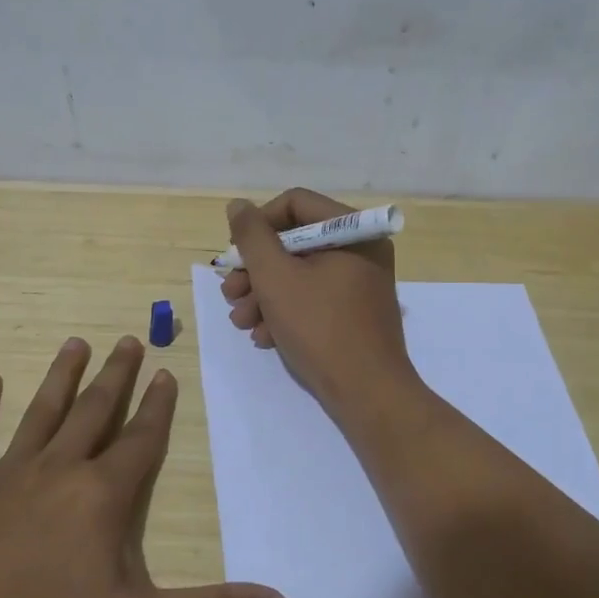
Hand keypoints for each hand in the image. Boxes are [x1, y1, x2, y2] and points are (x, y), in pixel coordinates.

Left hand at [0, 336, 289, 597]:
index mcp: (101, 496)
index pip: (140, 439)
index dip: (157, 406)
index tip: (166, 373)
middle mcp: (57, 470)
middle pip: (94, 412)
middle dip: (116, 376)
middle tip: (129, 340)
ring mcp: (4, 474)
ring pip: (40, 412)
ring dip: (61, 376)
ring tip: (76, 342)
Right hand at [219, 190, 422, 422]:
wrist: (368, 394)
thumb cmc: (320, 328)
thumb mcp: (276, 278)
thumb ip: (252, 237)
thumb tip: (238, 206)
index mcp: (353, 231)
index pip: (295, 204)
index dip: (258, 225)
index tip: (235, 254)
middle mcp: (361, 249)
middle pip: (295, 241)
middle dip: (256, 270)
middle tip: (230, 294)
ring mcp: (360, 282)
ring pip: (300, 273)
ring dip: (264, 294)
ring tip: (242, 322)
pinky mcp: (355, 312)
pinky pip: (315, 297)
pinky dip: (286, 312)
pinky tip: (265, 336)